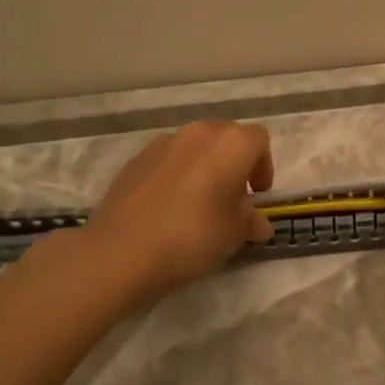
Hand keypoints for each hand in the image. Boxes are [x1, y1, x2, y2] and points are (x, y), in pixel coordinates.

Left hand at [27, 120, 274, 305]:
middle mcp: (199, 133)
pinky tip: (168, 208)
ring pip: (195, 147)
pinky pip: (168, 160)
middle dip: (234, 163)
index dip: (263, 166)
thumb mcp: (233, 234)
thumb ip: (250, 221)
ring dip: (204, 167)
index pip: (259, 141)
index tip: (257, 195)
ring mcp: (163, 143)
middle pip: (226, 138)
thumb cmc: (192, 236)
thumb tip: (258, 223)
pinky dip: (175, 175)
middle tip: (232, 197)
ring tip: (198, 203)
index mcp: (231, 144)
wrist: (121, 251)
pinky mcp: (135, 159)